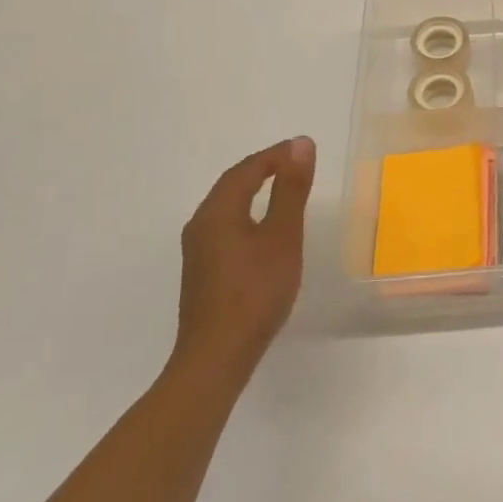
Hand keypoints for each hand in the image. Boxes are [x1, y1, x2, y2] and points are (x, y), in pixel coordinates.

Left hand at [171, 137, 315, 388]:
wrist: (217, 357)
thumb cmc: (255, 292)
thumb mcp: (283, 236)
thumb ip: (291, 190)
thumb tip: (300, 144)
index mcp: (217, 212)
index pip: (246, 169)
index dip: (275, 154)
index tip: (304, 148)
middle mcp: (201, 225)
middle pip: (232, 185)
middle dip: (264, 168)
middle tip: (297, 163)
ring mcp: (198, 251)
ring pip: (227, 206)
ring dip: (255, 190)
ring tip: (286, 187)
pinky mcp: (203, 271)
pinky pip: (226, 226)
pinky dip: (249, 213)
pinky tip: (265, 228)